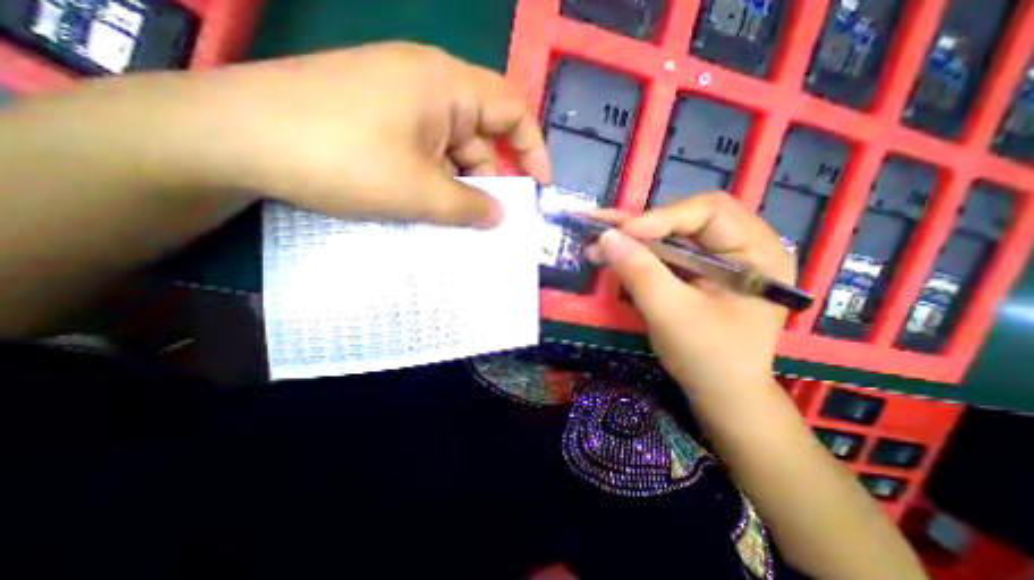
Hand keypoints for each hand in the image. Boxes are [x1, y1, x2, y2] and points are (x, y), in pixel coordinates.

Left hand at [177, 41, 552, 225]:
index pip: (511, 110)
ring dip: (458, 183)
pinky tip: (426, 204)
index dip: (533, 148)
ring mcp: (399, 100)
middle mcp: (427, 84)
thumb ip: (469, 206)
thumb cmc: (343, 158)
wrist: (236, 137)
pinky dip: (433, 179)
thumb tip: (500, 217)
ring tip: (455, 219)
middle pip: (480, 133)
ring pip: (450, 147)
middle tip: (489, 217)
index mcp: (446, 85)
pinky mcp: (377, 118)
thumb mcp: (420, 191)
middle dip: (490, 176)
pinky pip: (424, 150)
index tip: (540, 186)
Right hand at [585, 194, 793, 399]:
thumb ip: (640, 272)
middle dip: (642, 226)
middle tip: (603, 232)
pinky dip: (638, 253)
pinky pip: (666, 253)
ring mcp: (719, 259)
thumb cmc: (708, 358)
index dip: (661, 218)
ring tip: (598, 244)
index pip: (709, 212)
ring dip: (633, 239)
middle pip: (687, 218)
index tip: (620, 234)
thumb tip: (605, 236)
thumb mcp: (671, 314)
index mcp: (758, 252)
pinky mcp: (699, 272)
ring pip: (672, 234)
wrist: (721, 395)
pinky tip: (612, 255)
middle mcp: (743, 246)